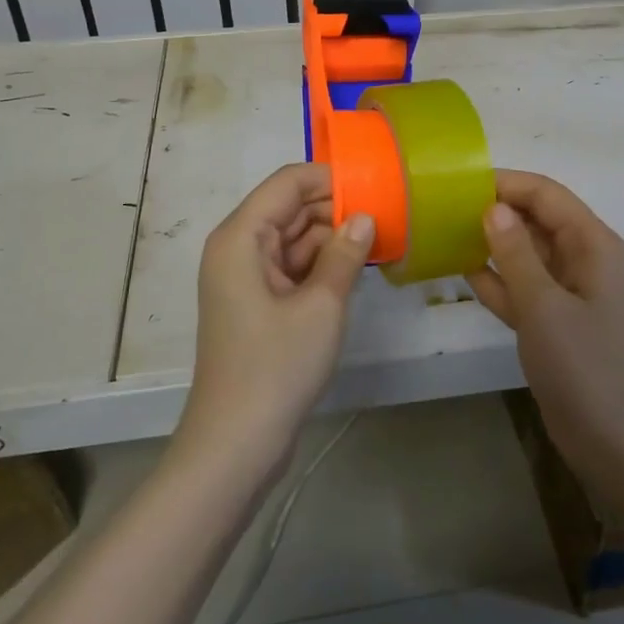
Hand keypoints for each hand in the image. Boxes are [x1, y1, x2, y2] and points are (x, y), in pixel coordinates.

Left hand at [176, 163, 374, 478]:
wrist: (236, 445)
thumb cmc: (276, 367)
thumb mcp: (321, 306)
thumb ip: (345, 253)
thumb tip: (365, 217)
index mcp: (241, 236)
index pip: (288, 182)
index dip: (330, 178)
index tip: (375, 185)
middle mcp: (238, 247)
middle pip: (290, 208)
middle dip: (335, 209)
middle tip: (386, 216)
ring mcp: (245, 277)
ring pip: (294, 238)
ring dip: (331, 238)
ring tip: (380, 240)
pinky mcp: (257, 302)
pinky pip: (292, 266)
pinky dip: (321, 265)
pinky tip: (357, 269)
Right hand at [467, 171, 623, 482]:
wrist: (619, 448)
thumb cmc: (586, 368)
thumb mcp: (544, 306)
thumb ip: (515, 253)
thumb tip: (493, 207)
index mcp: (591, 244)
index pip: (546, 194)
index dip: (505, 183)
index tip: (459, 184)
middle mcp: (582, 259)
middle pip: (535, 219)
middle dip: (494, 210)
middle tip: (442, 208)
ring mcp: (568, 292)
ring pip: (525, 252)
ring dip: (490, 244)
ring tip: (443, 233)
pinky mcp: (554, 321)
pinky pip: (521, 286)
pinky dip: (495, 279)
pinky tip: (459, 271)